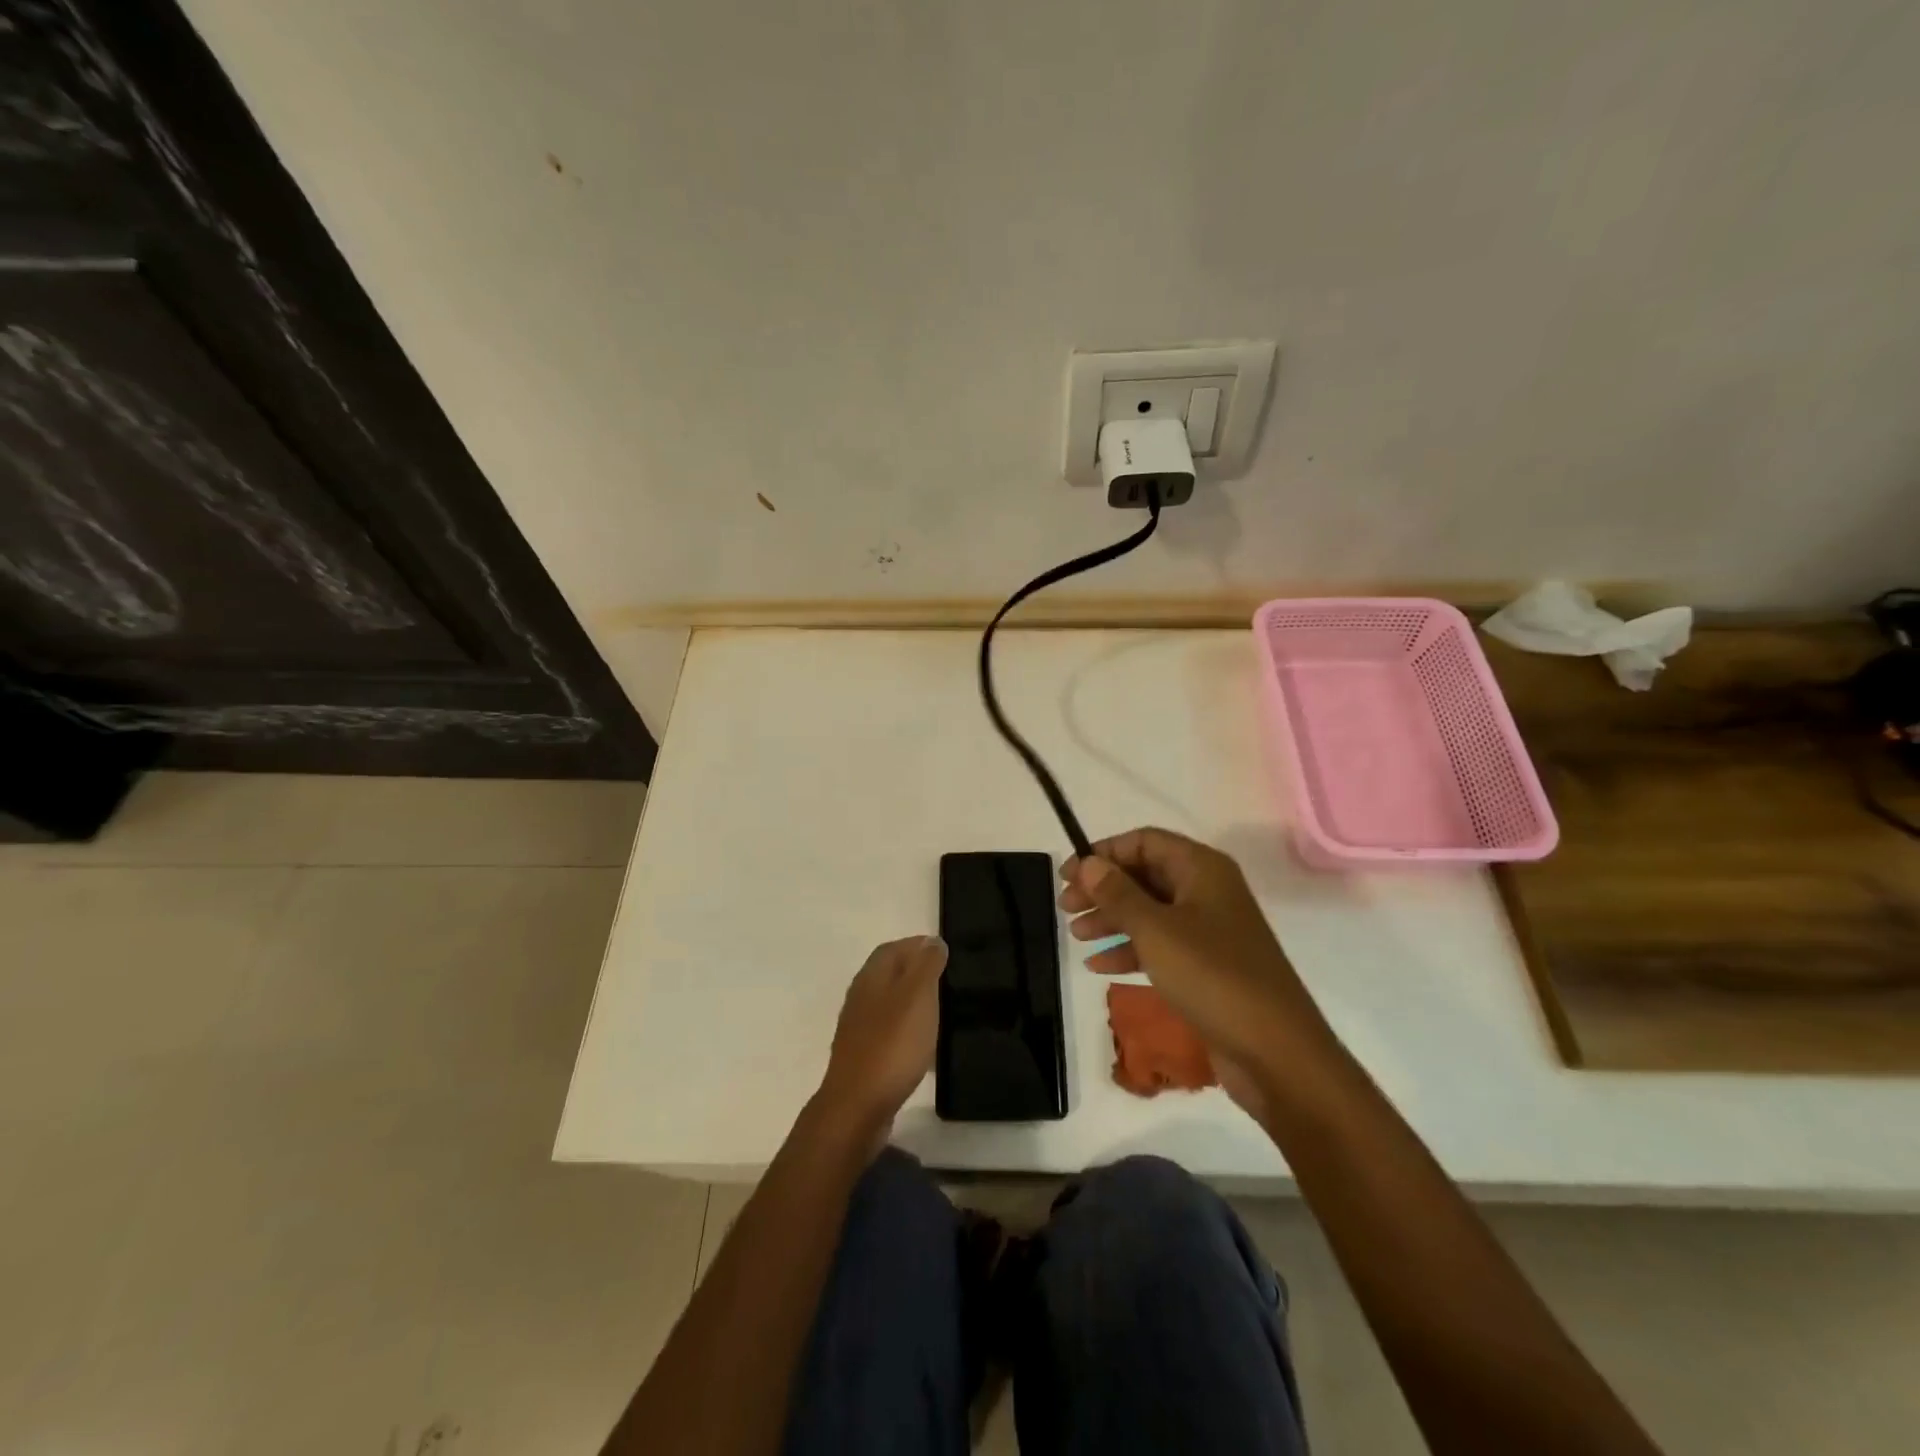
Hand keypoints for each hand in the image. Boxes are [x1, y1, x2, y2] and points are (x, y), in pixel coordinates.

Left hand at [816, 936, 947, 1135]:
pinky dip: (908, 1030)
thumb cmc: (892, 1045)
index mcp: (872, 977)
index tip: (944, 951)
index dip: (917, 945)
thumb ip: (926, 966)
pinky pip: (889, 1032)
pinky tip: (925, 1046)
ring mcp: (859, 1029)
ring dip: (912, 1002)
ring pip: (889, 1003)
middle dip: (916, 971)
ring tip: (941, 1010)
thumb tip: (932, 941)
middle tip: (947, 979)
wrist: (857, 1108)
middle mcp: (860, 997)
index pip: (893, 948)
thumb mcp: (918, 997)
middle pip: (889, 974)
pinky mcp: (863, 1056)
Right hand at [1060, 828, 1326, 1089]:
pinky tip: (1099, 966)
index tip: (1069, 874)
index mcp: (1202, 869)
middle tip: (1065, 906)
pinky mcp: (1206, 966)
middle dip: (1104, 888)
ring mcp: (1209, 930)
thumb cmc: (1212, 976)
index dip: (1104, 853)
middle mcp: (1207, 891)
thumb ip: (1118, 894)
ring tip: (1076, 935)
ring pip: (1150, 912)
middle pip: (1145, 875)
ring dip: (1112, 919)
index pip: (1144, 841)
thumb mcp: (1156, 930)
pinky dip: (1130, 950)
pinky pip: (1160, 946)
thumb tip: (1088, 863)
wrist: (1275, 1052)